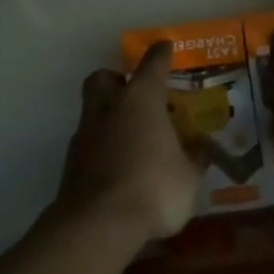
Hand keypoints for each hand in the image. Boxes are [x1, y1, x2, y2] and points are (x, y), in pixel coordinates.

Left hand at [58, 43, 204, 244]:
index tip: (166, 47)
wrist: (97, 225)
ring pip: (93, 110)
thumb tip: (201, 148)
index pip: (152, 64)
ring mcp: (85, 134)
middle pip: (104, 78)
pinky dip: (102, 147)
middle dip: (117, 80)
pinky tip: (118, 166)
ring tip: (132, 137)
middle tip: (135, 94)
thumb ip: (194, 158)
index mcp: (141, 99)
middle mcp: (109, 107)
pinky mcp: (71, 162)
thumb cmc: (153, 188)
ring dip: (109, 116)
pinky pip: (89, 142)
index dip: (161, 54)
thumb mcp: (188, 176)